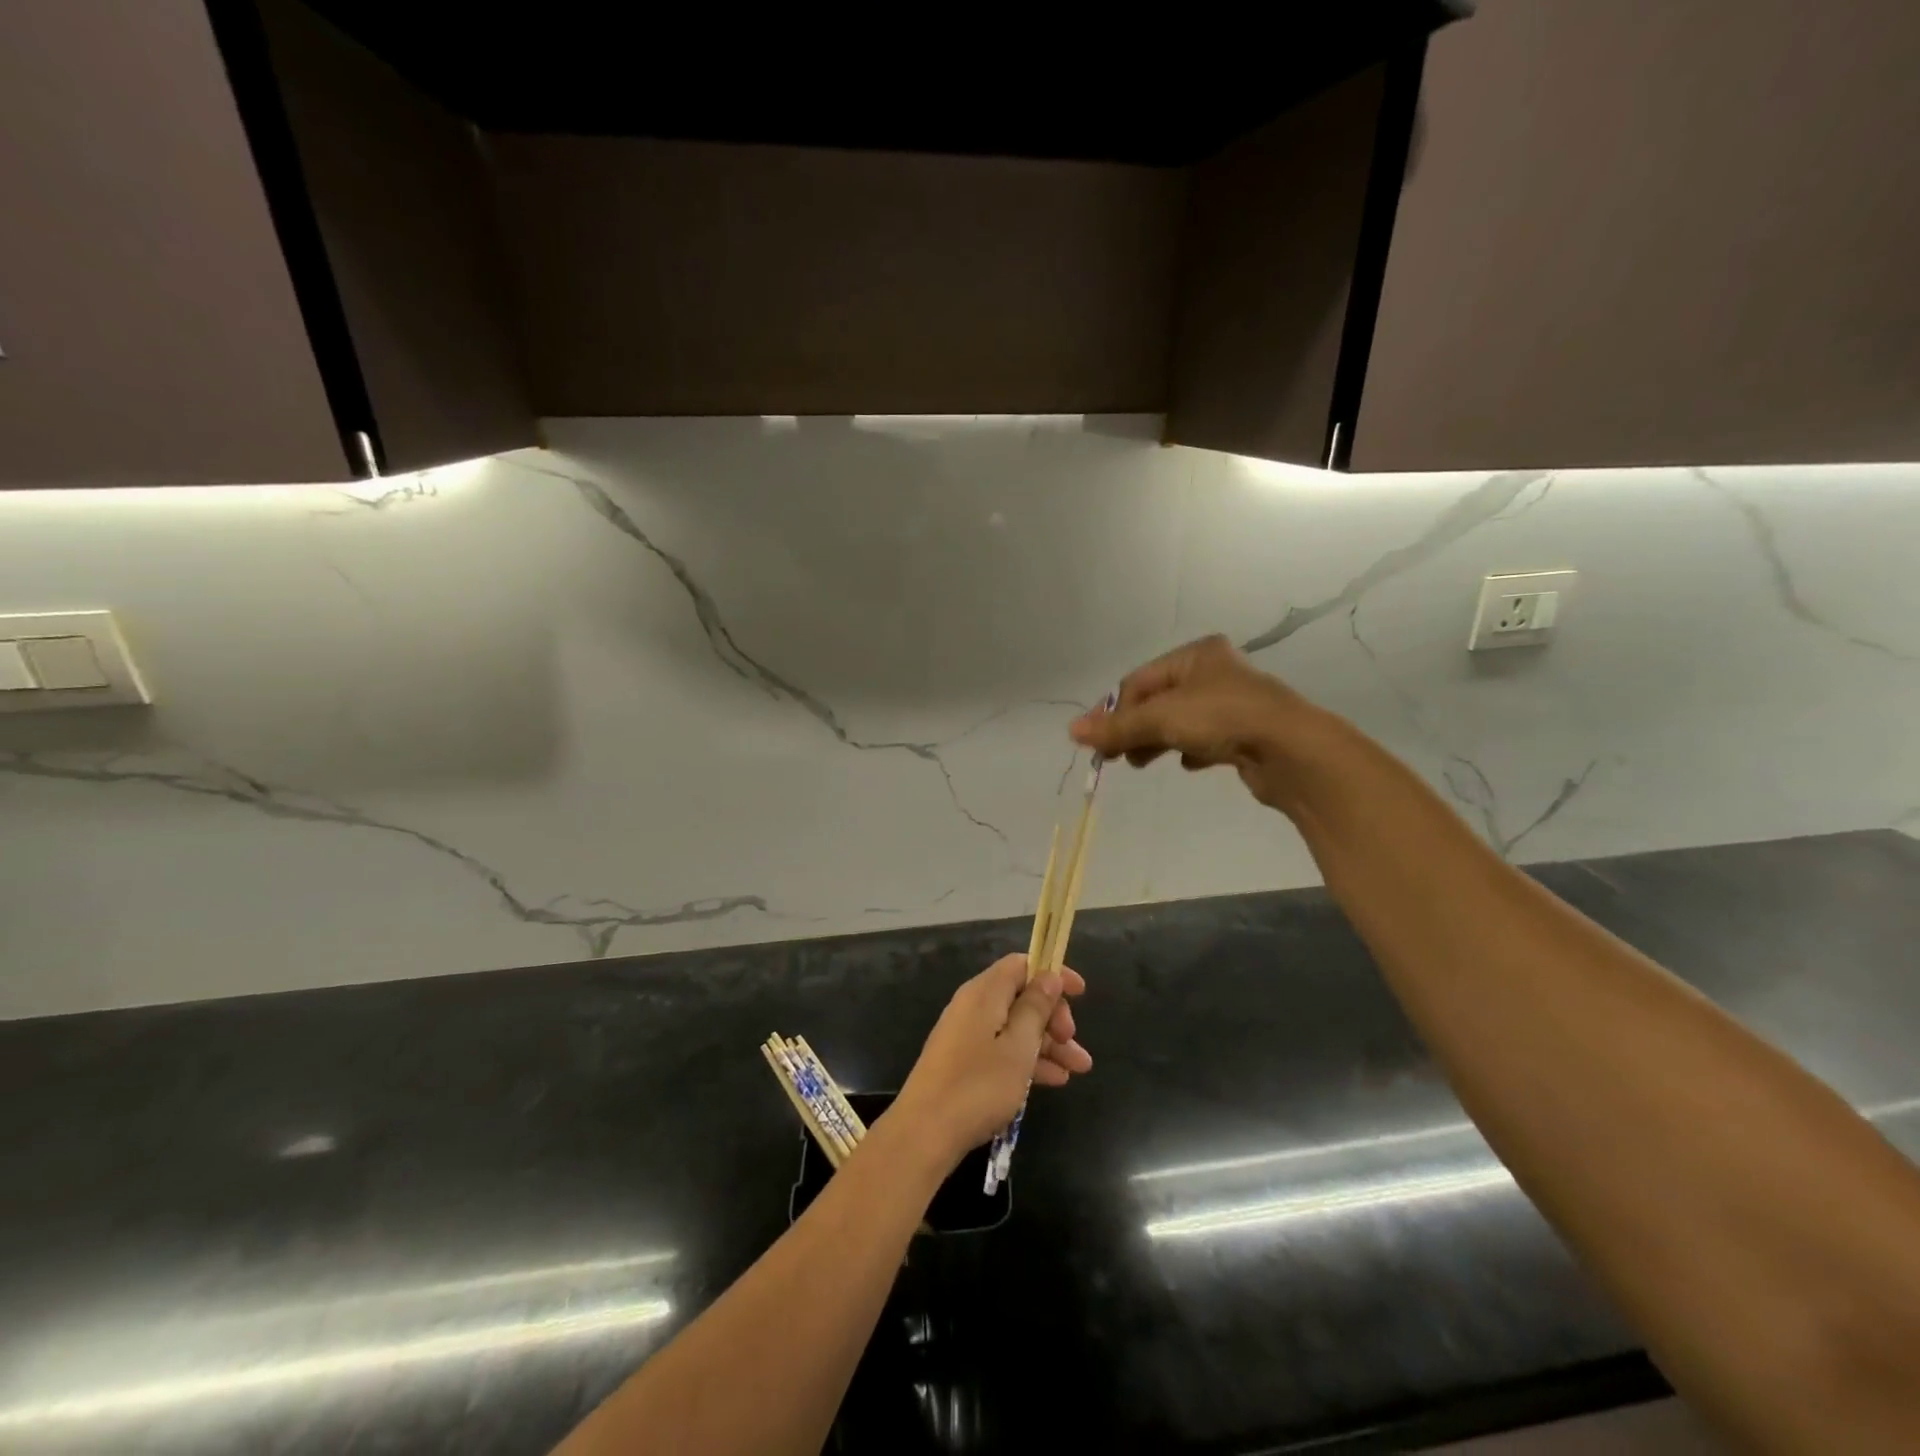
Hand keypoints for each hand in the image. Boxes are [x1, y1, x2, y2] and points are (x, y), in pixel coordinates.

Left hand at [892, 955, 1091, 1166]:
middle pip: (1020, 997)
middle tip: (1074, 1042)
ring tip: (1079, 1069)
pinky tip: (1054, 1080)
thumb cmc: (978, 1085)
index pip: (1021, 965)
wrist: (925, 1132)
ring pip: (1015, 1027)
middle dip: (1053, 1016)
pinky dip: (1028, 1059)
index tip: (1081, 993)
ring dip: (1048, 1043)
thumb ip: (1035, 1008)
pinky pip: (1003, 1049)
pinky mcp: (964, 1061)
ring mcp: (966, 1034)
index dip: (1052, 973)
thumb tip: (1048, 975)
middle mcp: (973, 1006)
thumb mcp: (1018, 1046)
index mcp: (984, 992)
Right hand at [1069, 634, 1327, 810]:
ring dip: (1157, 741)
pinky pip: (1206, 737)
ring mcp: (1233, 702)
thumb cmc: (1222, 718)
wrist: (1291, 750)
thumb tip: (1071, 731)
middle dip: (1135, 728)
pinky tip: (1188, 764)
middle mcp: (1215, 671)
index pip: (1139, 681)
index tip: (1100, 744)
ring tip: (1142, 763)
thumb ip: (1116, 727)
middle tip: (1116, 757)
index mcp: (1195, 654)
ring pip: (1180, 721)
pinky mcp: (1246, 732)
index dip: (1115, 712)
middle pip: (1158, 701)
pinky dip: (1190, 750)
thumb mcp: (1161, 719)